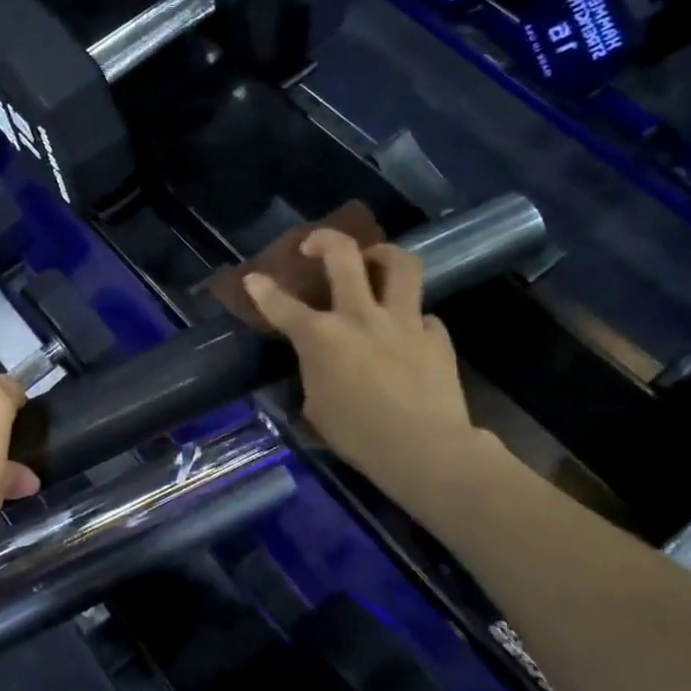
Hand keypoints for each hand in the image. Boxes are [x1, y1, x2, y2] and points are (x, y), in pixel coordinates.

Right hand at [244, 231, 474, 483]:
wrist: (426, 451)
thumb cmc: (360, 436)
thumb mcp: (317, 407)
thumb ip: (315, 372)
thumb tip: (322, 362)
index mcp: (321, 337)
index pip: (282, 305)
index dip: (262, 289)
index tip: (253, 278)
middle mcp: (360, 317)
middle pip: (344, 256)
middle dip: (325, 240)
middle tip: (315, 245)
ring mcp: (404, 322)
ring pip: (400, 265)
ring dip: (383, 254)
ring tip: (374, 259)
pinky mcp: (437, 337)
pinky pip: (424, 316)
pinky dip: (412, 319)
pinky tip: (406, 333)